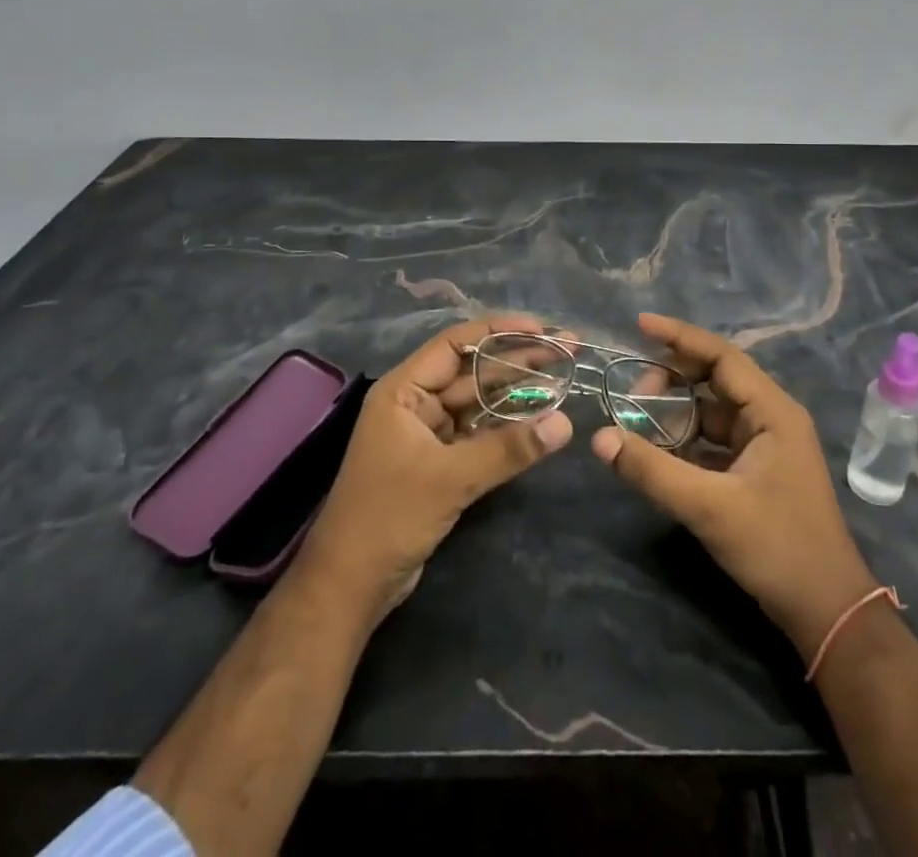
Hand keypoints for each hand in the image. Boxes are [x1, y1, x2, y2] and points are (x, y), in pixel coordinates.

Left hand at [295, 314, 573, 622]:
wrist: (350, 586)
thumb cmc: (389, 517)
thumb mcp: (451, 478)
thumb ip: (508, 448)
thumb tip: (565, 424)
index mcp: (404, 390)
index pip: (456, 343)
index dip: (499, 331)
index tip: (542, 330)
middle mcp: (415, 403)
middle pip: (473, 370)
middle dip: (518, 360)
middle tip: (567, 350)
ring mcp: (427, 433)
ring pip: (479, 401)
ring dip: (517, 392)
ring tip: (564, 377)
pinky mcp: (439, 462)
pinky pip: (478, 431)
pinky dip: (507, 425)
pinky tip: (539, 419)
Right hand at [590, 313, 876, 656]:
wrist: (827, 611)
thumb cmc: (777, 548)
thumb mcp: (709, 507)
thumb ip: (652, 470)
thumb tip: (600, 438)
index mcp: (772, 411)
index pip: (721, 355)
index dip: (679, 336)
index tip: (639, 325)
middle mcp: (771, 417)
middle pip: (715, 378)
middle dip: (672, 379)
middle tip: (632, 394)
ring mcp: (766, 444)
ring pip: (712, 410)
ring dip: (676, 412)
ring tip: (638, 423)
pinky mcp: (758, 469)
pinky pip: (715, 439)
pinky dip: (686, 439)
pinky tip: (658, 451)